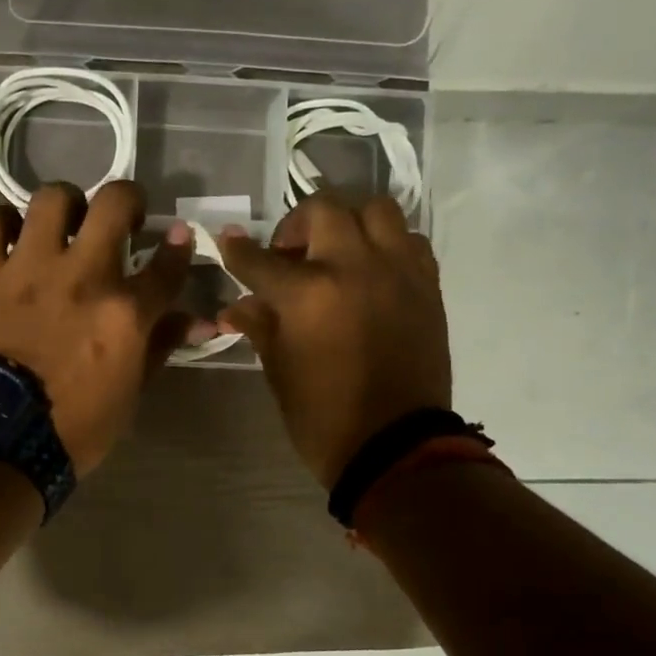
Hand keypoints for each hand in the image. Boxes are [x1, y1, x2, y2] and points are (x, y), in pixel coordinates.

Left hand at [0, 181, 194, 473]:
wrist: (1, 440)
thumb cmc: (76, 424)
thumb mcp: (132, 391)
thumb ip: (161, 344)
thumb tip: (198, 320)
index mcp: (125, 312)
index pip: (167, 264)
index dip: (179, 247)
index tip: (177, 237)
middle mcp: (82, 276)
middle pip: (114, 203)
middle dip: (128, 199)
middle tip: (122, 218)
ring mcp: (29, 269)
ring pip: (51, 199)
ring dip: (65, 204)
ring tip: (64, 223)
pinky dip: (1, 224)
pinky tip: (10, 238)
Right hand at [219, 195, 451, 488]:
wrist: (396, 446)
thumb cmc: (323, 415)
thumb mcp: (279, 370)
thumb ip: (259, 325)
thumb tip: (236, 305)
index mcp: (308, 294)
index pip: (260, 259)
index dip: (238, 250)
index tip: (228, 241)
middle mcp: (354, 267)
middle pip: (324, 209)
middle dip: (297, 223)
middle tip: (290, 252)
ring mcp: (397, 271)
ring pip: (375, 210)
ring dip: (348, 221)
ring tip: (336, 251)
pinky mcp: (427, 285)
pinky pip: (408, 240)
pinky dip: (386, 243)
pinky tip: (372, 269)